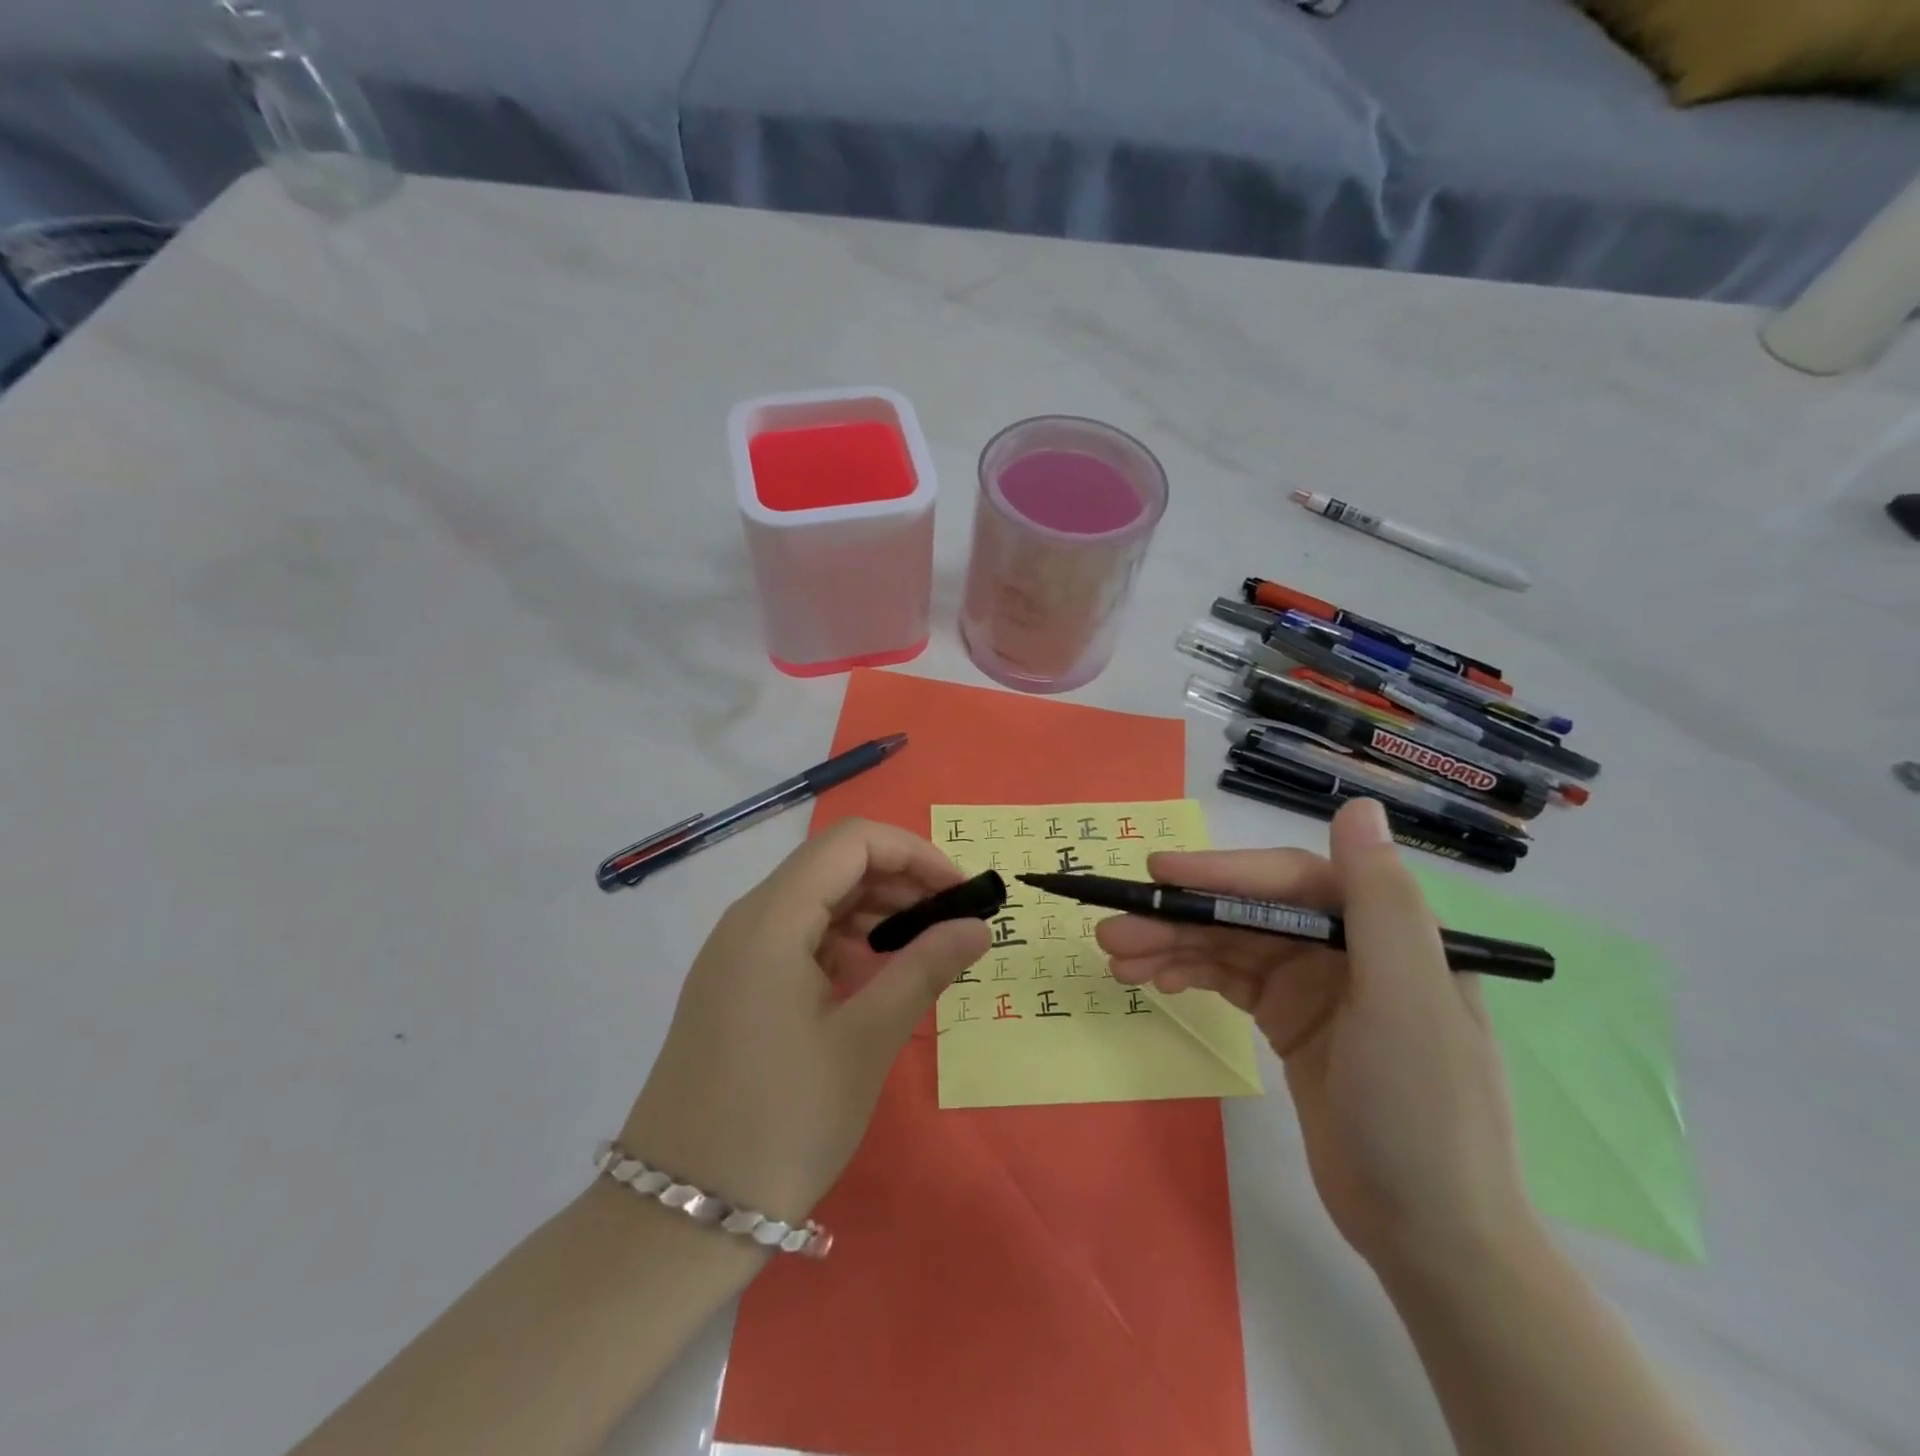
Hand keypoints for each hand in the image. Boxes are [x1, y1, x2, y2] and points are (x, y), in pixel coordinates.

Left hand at [620, 819, 989, 1226]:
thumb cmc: (781, 1122)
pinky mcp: (734, 988)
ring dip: (873, 912)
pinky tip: (872, 979)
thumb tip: (977, 926)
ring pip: (816, 902)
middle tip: (951, 923)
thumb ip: (924, 969)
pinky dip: (843, 943)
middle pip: (833, 866)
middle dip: (899, 881)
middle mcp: (748, 921)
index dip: (913, 853)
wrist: (678, 1217)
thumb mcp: (865, 1042)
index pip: (852, 841)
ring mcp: (736, 956)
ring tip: (922, 952)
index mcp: (772, 918)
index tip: (959, 892)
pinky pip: (797, 939)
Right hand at [1095, 799, 1535, 1273]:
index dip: (1221, 871)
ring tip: (1115, 959)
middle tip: (1112, 930)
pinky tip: (1153, 979)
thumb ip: (1382, 903)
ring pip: (1230, 944)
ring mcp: (1315, 984)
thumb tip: (1359, 806)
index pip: (1289, 880)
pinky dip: (1190, 973)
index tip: (1158, 872)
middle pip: (1248, 912)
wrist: (1430, 1237)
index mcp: (1382, 928)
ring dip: (1172, 946)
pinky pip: (1229, 979)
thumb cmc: (1422, 1113)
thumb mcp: (1407, 1003)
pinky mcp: (1289, 1020)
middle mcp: (1346, 944)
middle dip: (1180, 917)